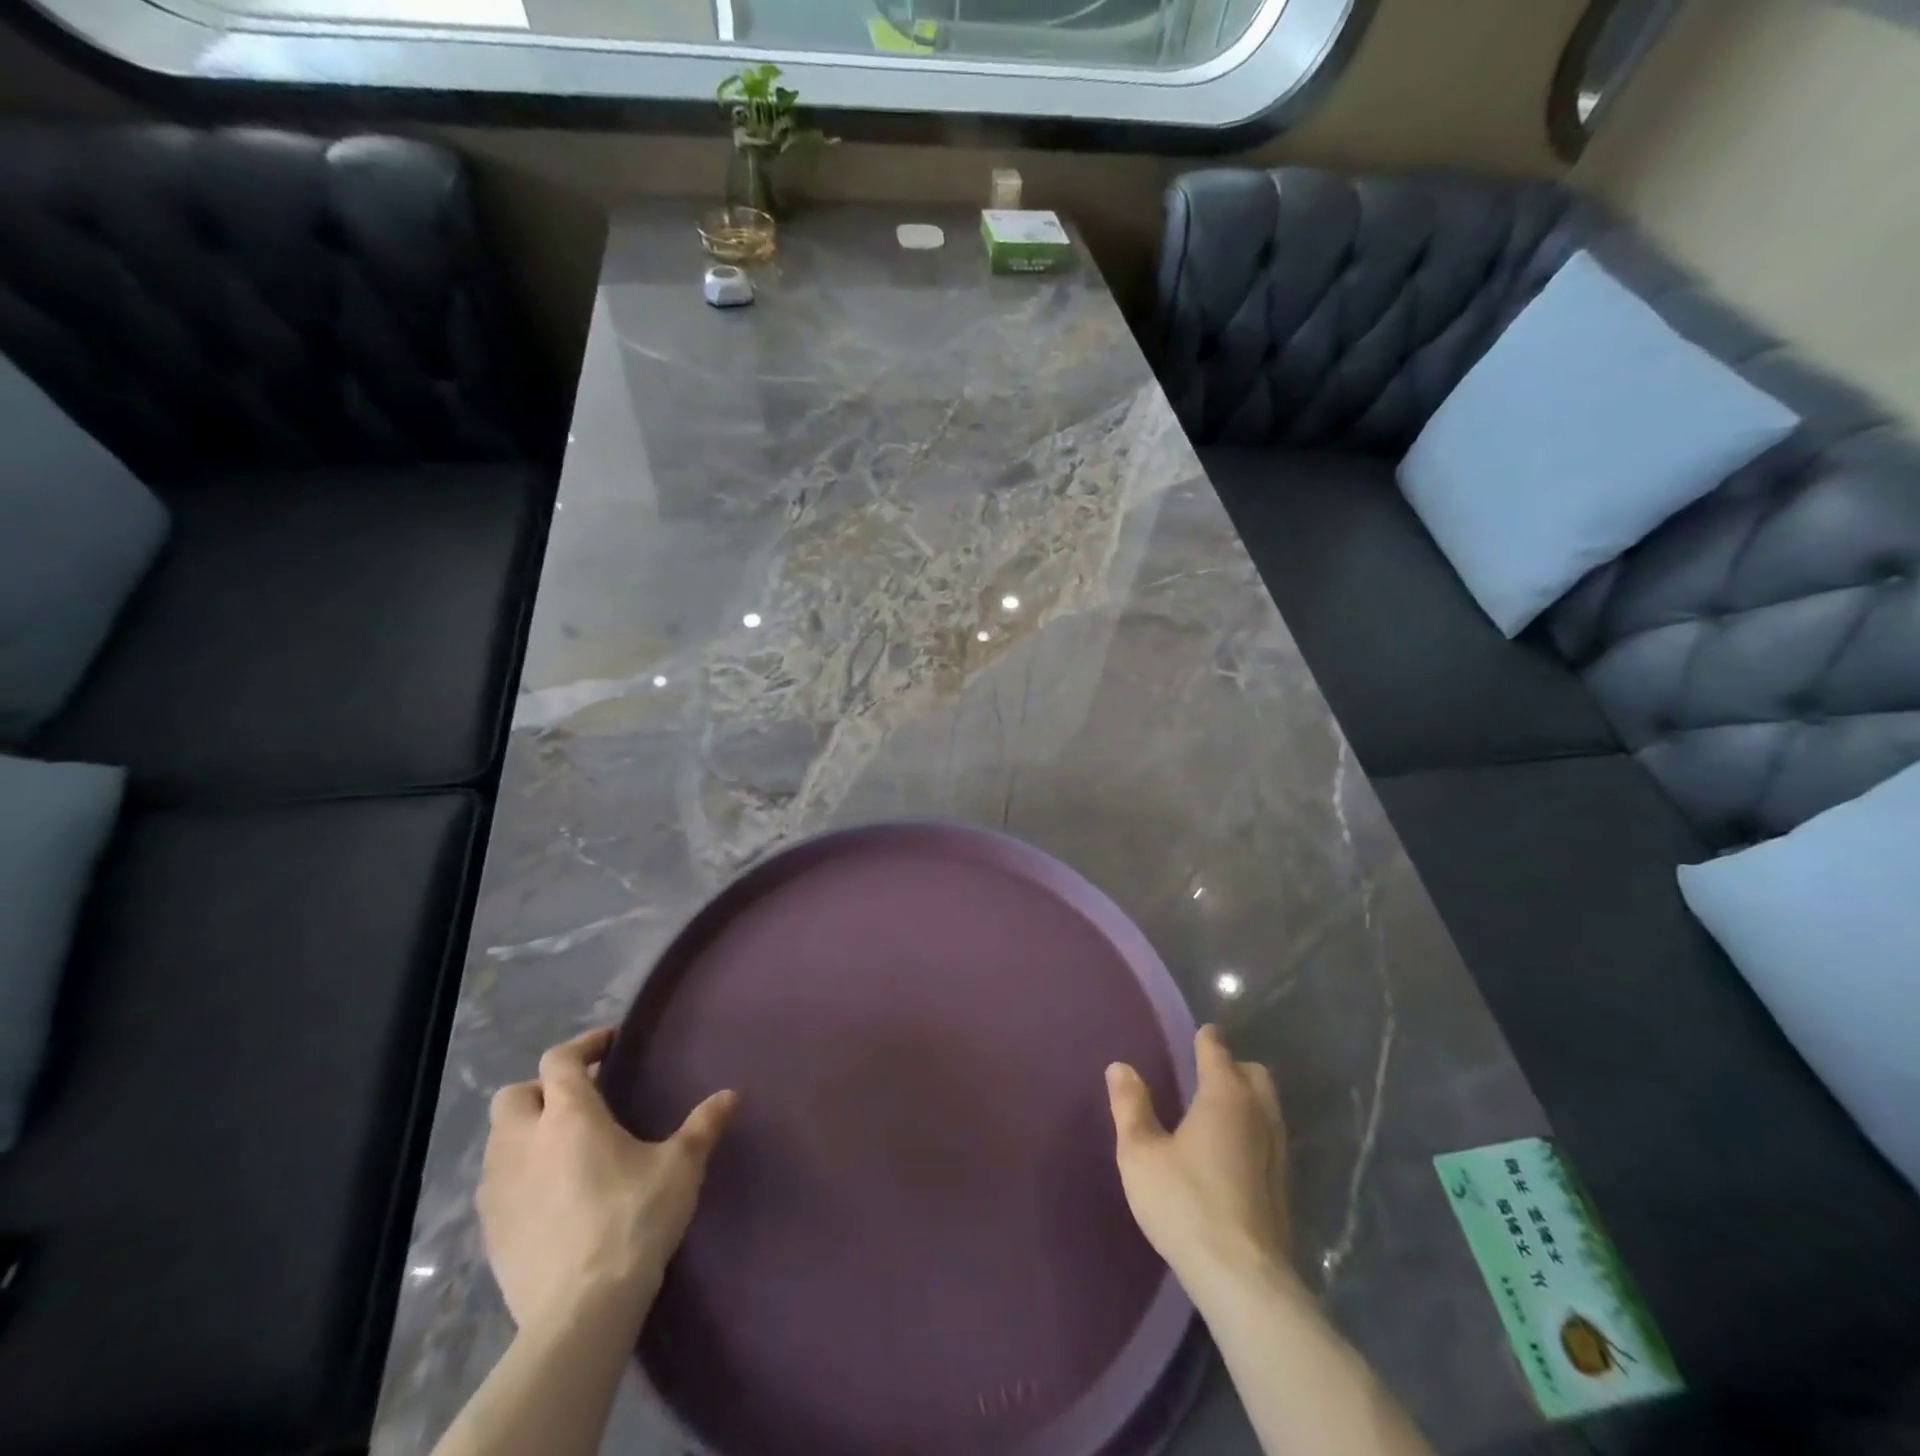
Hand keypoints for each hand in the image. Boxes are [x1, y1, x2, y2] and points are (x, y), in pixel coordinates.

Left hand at [478, 1028, 737, 1332]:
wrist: (581, 1311)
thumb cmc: (634, 1219)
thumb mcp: (681, 1167)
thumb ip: (704, 1125)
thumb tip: (731, 1095)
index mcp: (568, 1115)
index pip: (560, 1060)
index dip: (584, 1045)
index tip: (609, 1045)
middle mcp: (523, 1143)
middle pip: (513, 1096)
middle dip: (541, 1089)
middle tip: (578, 1099)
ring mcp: (498, 1190)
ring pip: (498, 1141)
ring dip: (525, 1132)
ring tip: (562, 1147)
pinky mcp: (489, 1233)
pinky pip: (495, 1186)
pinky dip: (517, 1175)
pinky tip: (548, 1195)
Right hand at [1106, 1024, 1292, 1294]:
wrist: (1244, 1280)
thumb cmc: (1186, 1204)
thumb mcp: (1141, 1154)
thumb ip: (1130, 1106)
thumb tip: (1120, 1066)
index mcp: (1224, 1095)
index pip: (1217, 1049)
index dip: (1206, 1038)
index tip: (1198, 1034)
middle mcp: (1258, 1113)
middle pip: (1253, 1073)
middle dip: (1233, 1066)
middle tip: (1204, 1075)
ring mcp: (1278, 1150)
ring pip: (1267, 1106)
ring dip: (1246, 1099)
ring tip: (1215, 1113)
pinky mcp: (1284, 1185)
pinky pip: (1270, 1137)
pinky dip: (1253, 1130)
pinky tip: (1231, 1153)